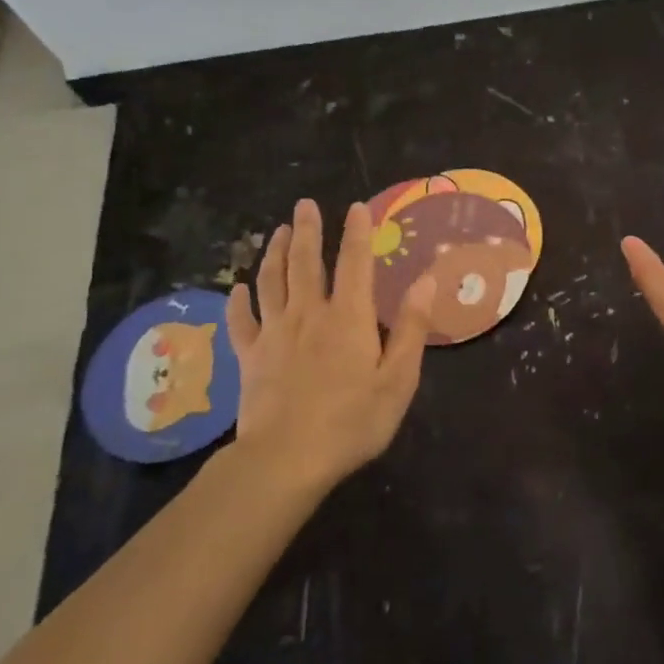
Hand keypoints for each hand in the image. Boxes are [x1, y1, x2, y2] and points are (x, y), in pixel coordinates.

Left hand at [223, 198, 434, 493]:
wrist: (287, 459)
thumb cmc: (353, 421)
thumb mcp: (398, 379)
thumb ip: (412, 328)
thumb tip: (426, 281)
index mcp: (348, 317)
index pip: (355, 262)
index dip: (357, 232)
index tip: (356, 207)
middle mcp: (309, 314)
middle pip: (304, 262)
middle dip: (306, 230)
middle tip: (304, 204)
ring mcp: (274, 334)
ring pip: (271, 282)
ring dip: (273, 253)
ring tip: (276, 231)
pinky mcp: (250, 357)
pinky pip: (241, 321)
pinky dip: (238, 301)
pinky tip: (238, 289)